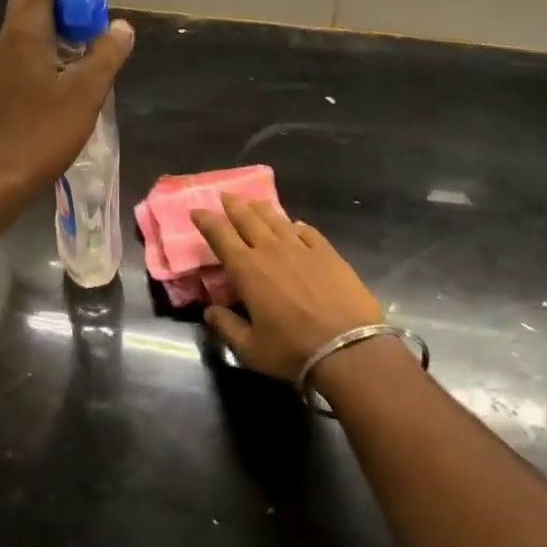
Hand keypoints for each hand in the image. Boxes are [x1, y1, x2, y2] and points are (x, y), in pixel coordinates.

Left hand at [0, 0, 134, 210]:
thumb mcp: (86, 92)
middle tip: (97, 2)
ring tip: (93, 29)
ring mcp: (6, 60)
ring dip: (59, 15)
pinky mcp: (7, 80)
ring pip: (31, 20)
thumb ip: (107, 54)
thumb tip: (122, 25)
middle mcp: (11, 38)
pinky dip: (52, 38)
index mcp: (26, 32)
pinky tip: (76, 62)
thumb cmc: (42, 132)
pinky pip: (30, 43)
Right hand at [190, 194, 384, 381]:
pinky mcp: (328, 254)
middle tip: (225, 195)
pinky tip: (295, 225)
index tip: (196, 211)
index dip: (206, 220)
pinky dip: (296, 225)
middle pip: (247, 218)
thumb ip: (226, 327)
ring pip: (276, 219)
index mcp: (246, 270)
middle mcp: (271, 250)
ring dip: (261, 209)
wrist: (349, 350)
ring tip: (254, 203)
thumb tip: (209, 311)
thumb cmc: (292, 351)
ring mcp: (302, 249)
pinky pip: (308, 231)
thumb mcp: (250, 349)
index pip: (220, 235)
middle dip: (233, 205)